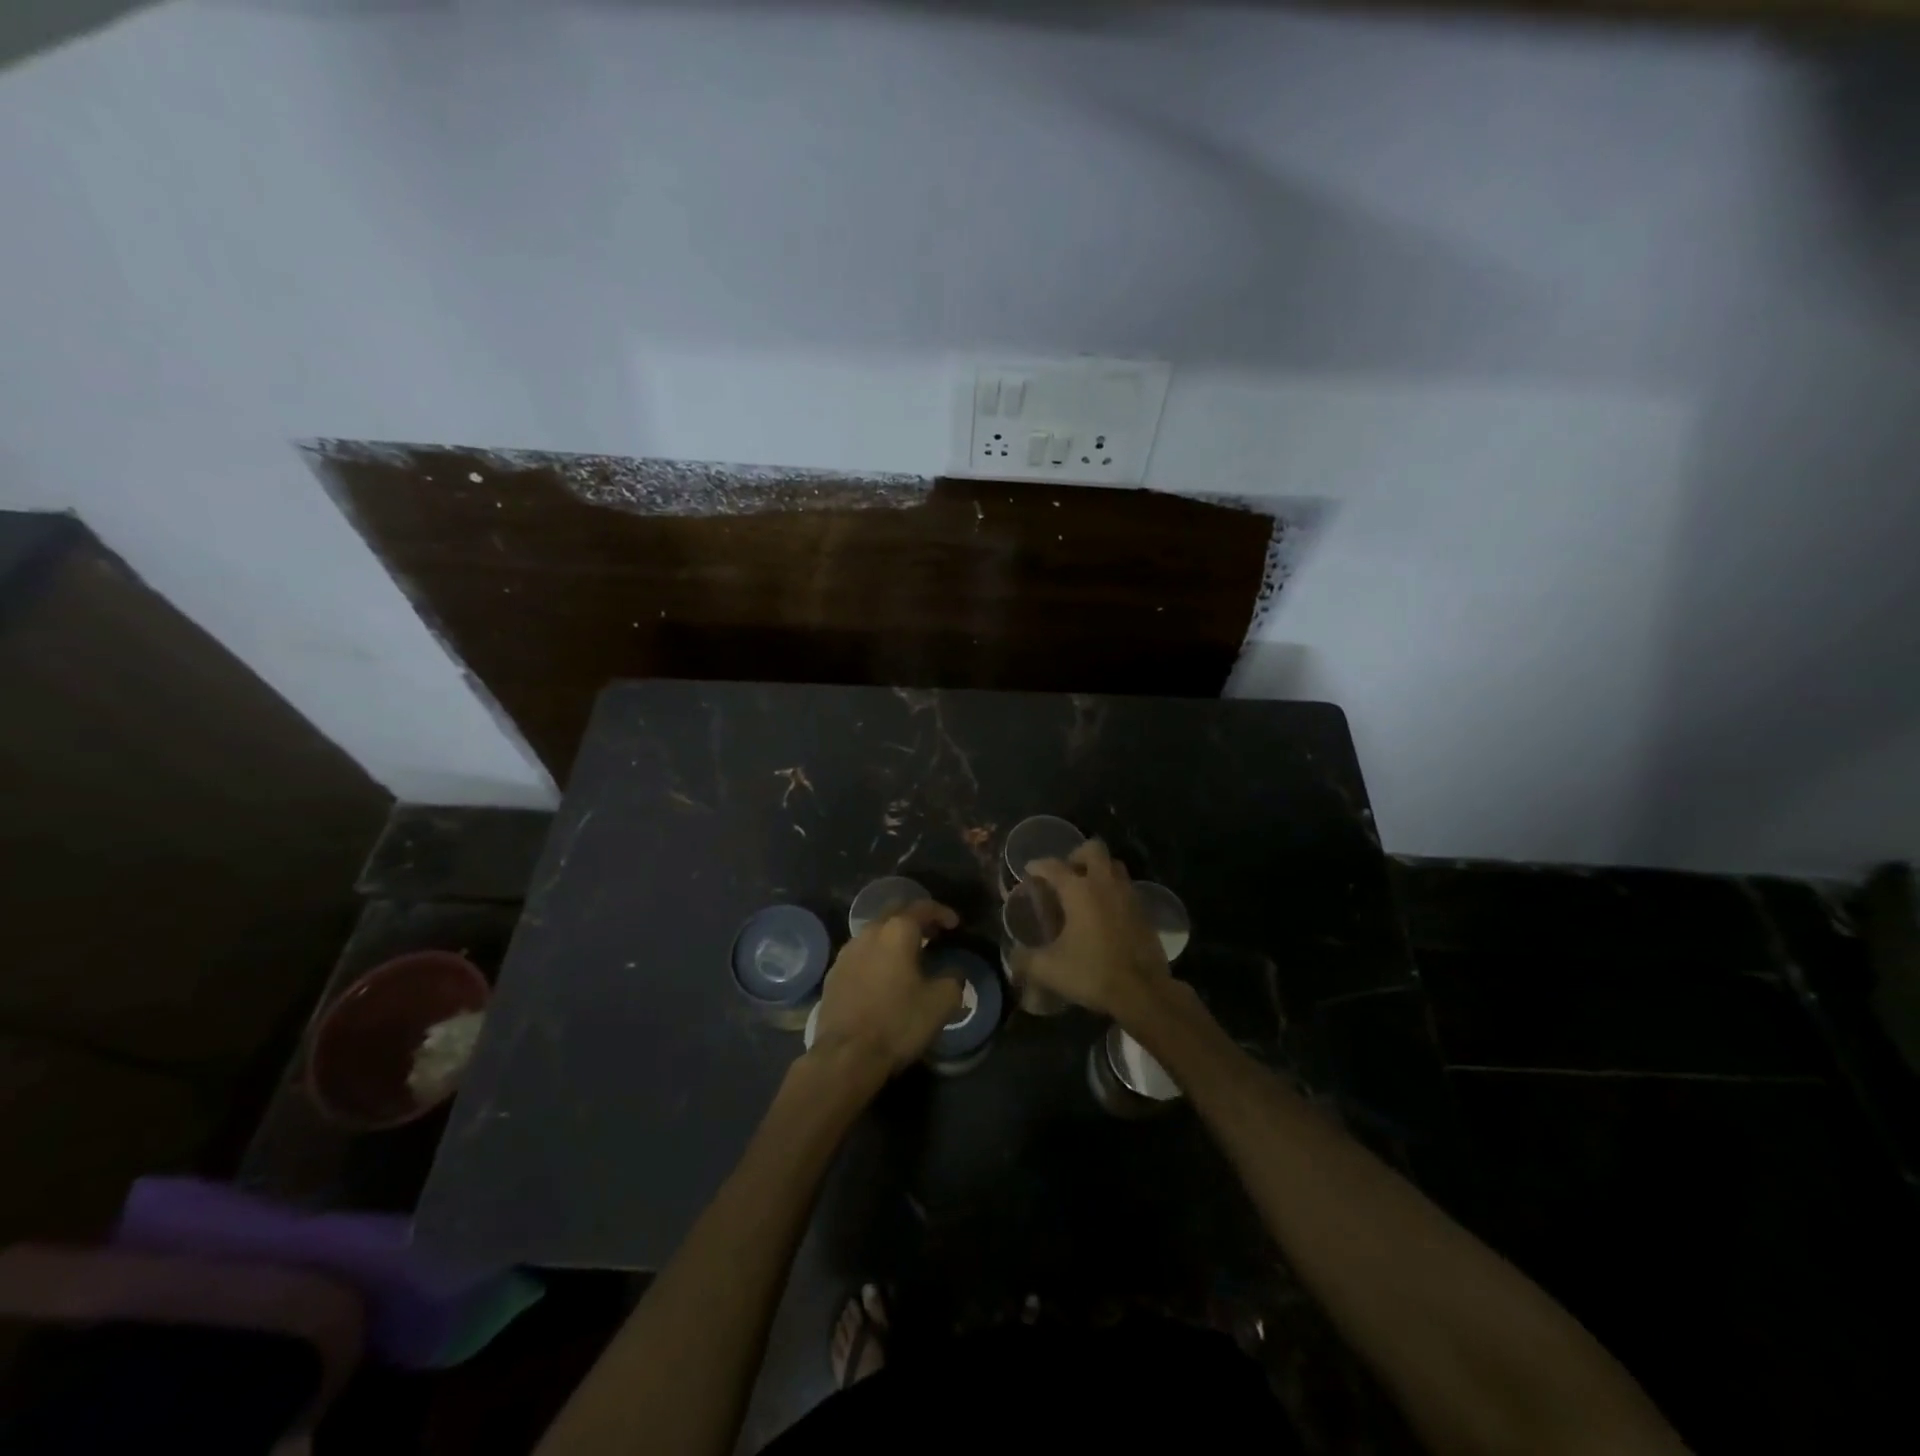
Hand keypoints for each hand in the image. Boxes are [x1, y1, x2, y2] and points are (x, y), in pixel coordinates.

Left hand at [808, 899, 961, 1077]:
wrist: (845, 1056)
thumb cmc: (897, 1023)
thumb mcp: (941, 1003)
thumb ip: (954, 979)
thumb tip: (953, 972)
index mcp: (897, 932)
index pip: (922, 908)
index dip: (942, 912)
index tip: (955, 924)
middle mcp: (869, 933)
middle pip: (895, 913)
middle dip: (916, 918)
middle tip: (933, 933)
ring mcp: (847, 952)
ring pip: (875, 932)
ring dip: (894, 937)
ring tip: (910, 954)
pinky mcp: (833, 973)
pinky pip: (861, 953)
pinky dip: (877, 955)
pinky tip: (884, 975)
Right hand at [1022, 840, 1172, 1019]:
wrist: (1143, 991)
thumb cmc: (1092, 972)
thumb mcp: (1049, 969)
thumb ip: (1025, 960)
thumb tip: (1012, 959)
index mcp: (1078, 890)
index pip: (1053, 866)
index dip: (1038, 866)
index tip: (1029, 870)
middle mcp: (1104, 884)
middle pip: (1093, 849)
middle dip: (1076, 855)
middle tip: (1066, 875)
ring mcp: (1128, 895)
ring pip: (1114, 866)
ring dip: (1099, 870)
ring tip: (1086, 890)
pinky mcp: (1145, 911)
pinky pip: (1126, 888)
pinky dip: (1114, 891)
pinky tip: (1105, 913)